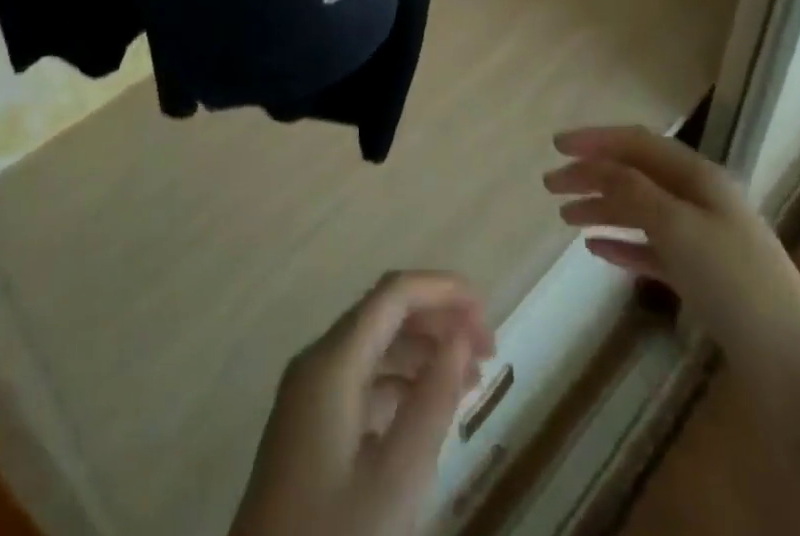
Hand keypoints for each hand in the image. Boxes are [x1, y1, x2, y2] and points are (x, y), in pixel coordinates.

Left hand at [232, 271, 495, 535]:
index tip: (487, 311)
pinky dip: (401, 382)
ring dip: (424, 352)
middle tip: (488, 351)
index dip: (442, 289)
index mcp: (332, 361)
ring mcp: (310, 393)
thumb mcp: (396, 479)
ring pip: (374, 347)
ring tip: (472, 379)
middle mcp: (318, 362)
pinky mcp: (311, 425)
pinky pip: (362, 380)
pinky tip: (431, 408)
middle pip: (384, 314)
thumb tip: (461, 339)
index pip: (393, 294)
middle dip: (438, 320)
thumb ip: (433, 401)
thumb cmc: (334, 535)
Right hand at [544, 126, 799, 368]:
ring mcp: (703, 239)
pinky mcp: (703, 277)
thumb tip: (597, 166)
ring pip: (641, 210)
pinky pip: (652, 249)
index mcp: (699, 176)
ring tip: (565, 218)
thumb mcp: (678, 226)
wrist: (797, 369)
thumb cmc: (735, 283)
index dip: (595, 140)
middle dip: (593, 175)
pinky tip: (596, 249)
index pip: (637, 143)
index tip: (555, 147)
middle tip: (551, 185)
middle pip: (636, 175)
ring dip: (603, 208)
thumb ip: (632, 190)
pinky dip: (623, 244)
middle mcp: (700, 199)